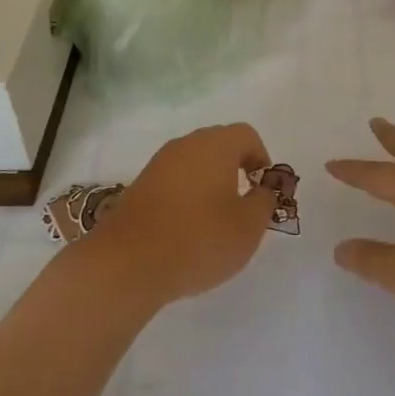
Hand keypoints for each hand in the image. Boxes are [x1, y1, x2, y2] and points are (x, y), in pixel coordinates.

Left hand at [90, 124, 277, 303]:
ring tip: (215, 222)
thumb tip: (263, 190)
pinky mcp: (141, 184)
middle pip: (219, 145)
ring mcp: (159, 163)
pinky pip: (174, 180)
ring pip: (194, 163)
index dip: (261, 158)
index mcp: (215, 145)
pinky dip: (186, 196)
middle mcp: (186, 144)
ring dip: (209, 184)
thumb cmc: (200, 239)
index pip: (246, 135)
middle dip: (235, 170)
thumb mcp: (248, 227)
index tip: (262, 190)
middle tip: (242, 206)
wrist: (130, 261)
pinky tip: (187, 230)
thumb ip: (264, 203)